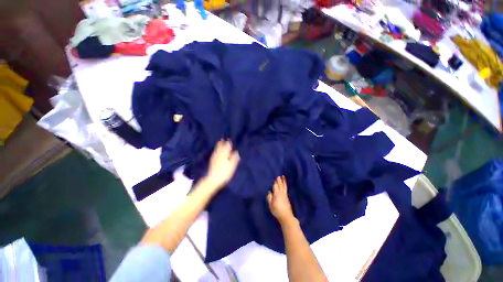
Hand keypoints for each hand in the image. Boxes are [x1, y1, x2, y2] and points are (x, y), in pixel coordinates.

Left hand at [205, 140, 239, 189]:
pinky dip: (215, 150)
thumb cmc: (224, 173)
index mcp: (225, 155)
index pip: (227, 147)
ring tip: (219, 142)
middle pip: (221, 147)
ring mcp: (215, 158)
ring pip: (217, 149)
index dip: (228, 143)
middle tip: (223, 139)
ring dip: (218, 145)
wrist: (213, 179)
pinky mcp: (212, 161)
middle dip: (222, 143)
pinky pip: (214, 153)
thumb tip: (236, 152)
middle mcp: (219, 155)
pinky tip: (215, 151)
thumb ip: (234, 158)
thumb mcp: (232, 166)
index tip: (229, 139)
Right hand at [267, 176, 295, 224]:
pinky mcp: (287, 197)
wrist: (286, 216)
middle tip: (278, 176)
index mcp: (277, 194)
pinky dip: (285, 185)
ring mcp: (285, 195)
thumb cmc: (277, 210)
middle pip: (280, 185)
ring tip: (283, 177)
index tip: (274, 179)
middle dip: (279, 181)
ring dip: (283, 181)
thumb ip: (269, 198)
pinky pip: (286, 189)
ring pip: (284, 186)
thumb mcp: (271, 205)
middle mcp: (281, 193)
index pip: (275, 186)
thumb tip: (269, 192)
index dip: (275, 183)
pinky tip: (284, 185)